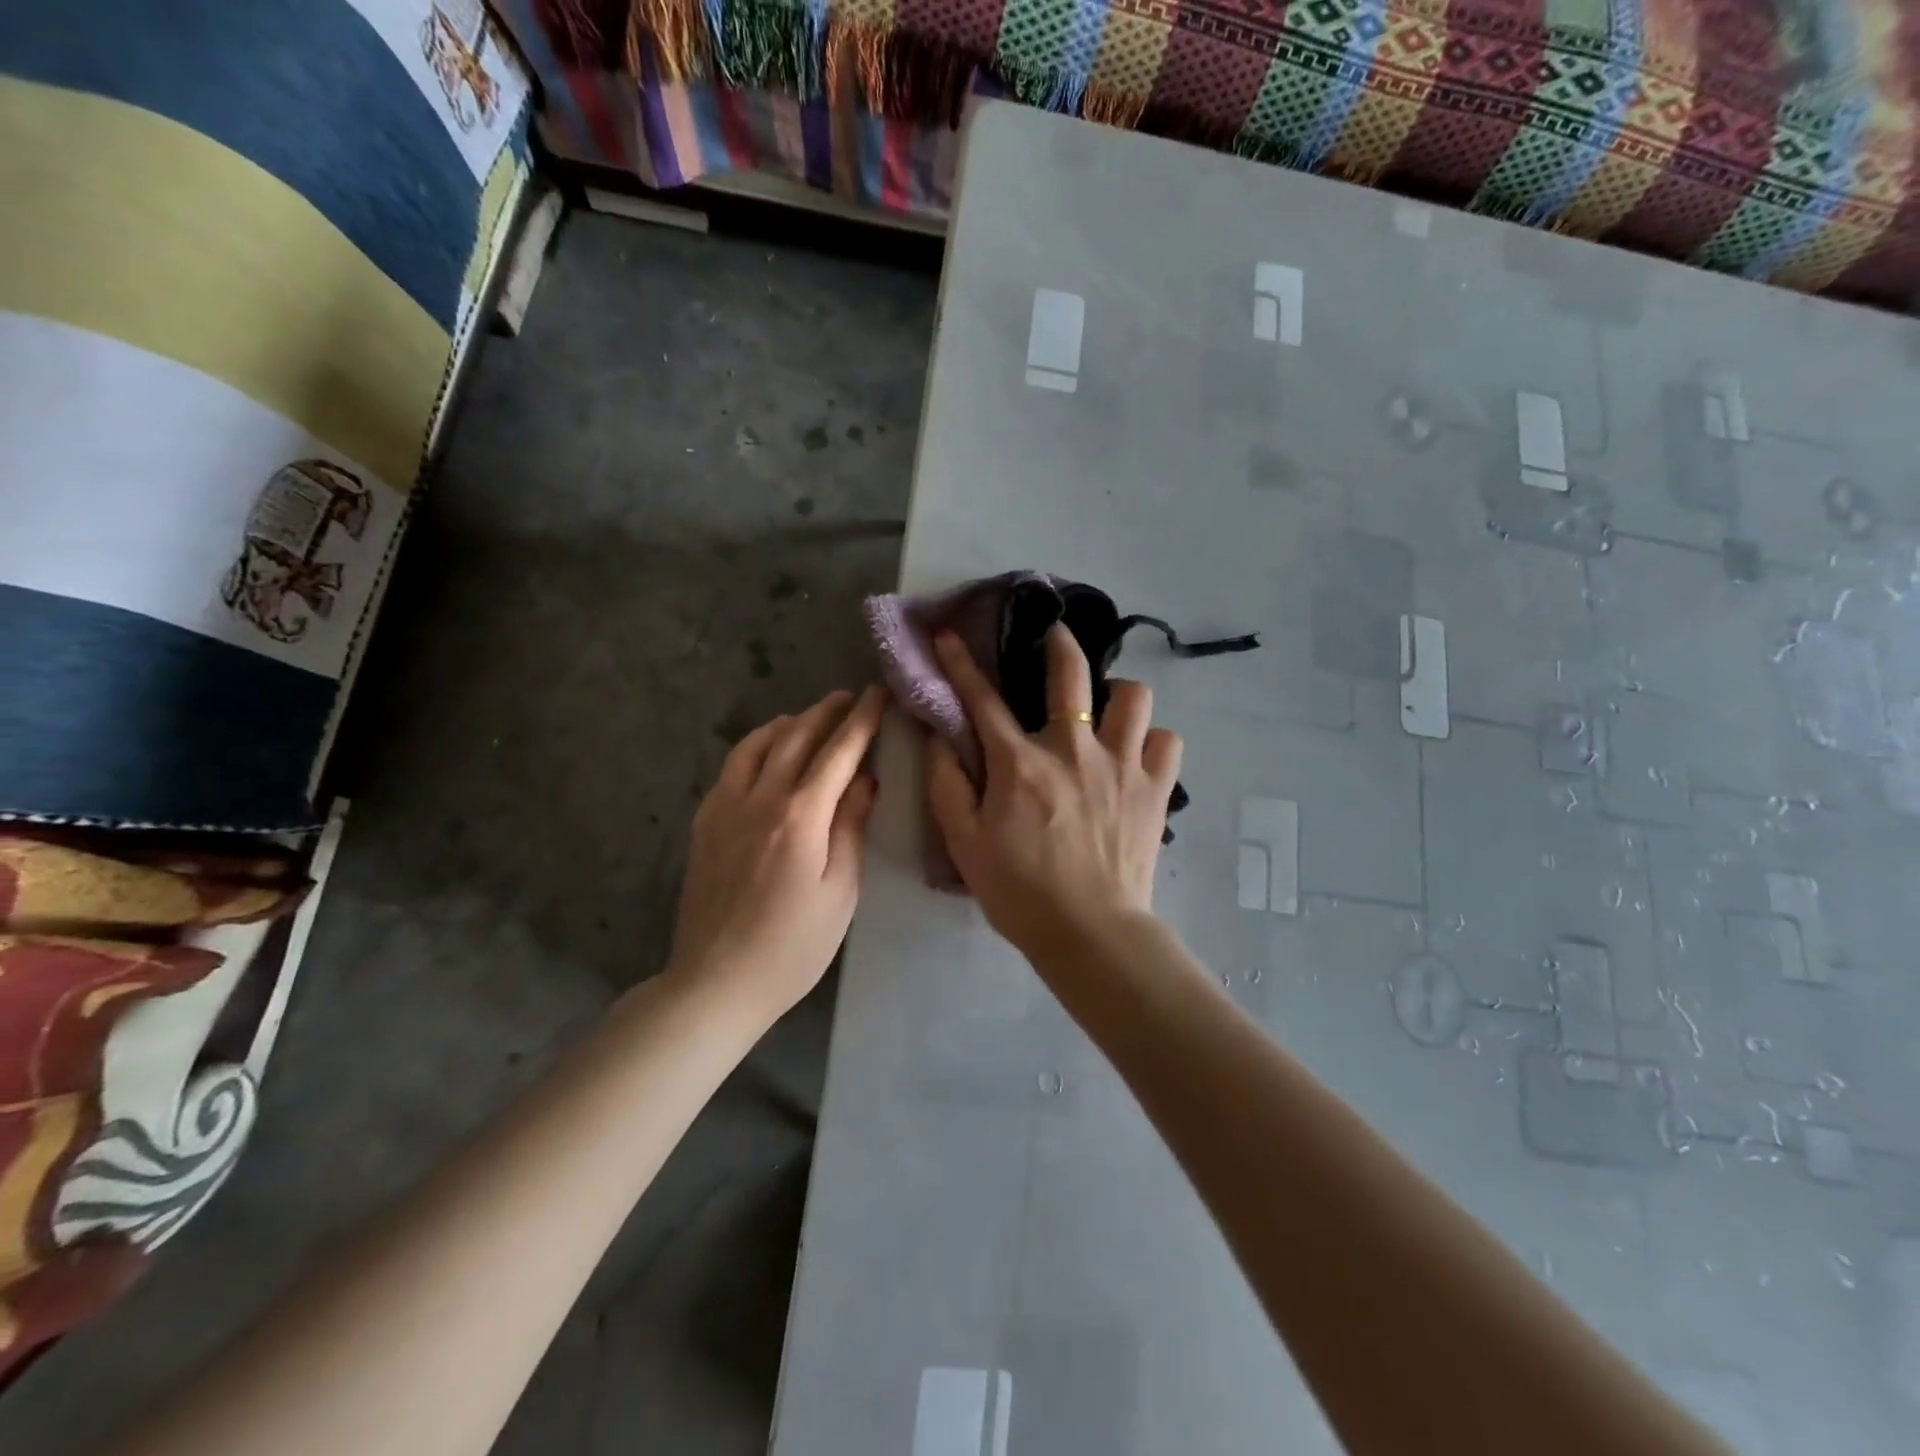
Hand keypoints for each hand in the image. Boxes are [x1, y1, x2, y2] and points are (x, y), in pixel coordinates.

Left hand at [669, 687, 885, 1019]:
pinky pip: (732, 767)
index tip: (877, 694)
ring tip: (808, 717)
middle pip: (795, 737)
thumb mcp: (840, 892)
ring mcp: (725, 808)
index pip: (838, 752)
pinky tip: (766, 753)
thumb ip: (851, 828)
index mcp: (800, 816)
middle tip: (847, 697)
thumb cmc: (793, 946)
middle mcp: (760, 799)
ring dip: (787, 723)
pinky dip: (755, 746)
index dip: (861, 719)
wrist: (716, 982)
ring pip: (757, 744)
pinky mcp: (704, 823)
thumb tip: (864, 779)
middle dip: (825, 712)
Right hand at [925, 626, 1182, 958]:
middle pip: (1071, 674)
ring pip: (1134, 697)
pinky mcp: (1156, 788)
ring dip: (1118, 696)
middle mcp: (1074, 750)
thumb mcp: (964, 843)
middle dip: (1059, 643)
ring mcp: (1122, 765)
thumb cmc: (1020, 891)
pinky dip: (1152, 741)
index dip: (961, 663)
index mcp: (1020, 763)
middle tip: (1055, 636)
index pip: (983, 699)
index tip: (950, 636)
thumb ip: (947, 784)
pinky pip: (1166, 741)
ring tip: (1108, 712)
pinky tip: (1137, 756)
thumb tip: (940, 738)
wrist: (1090, 932)